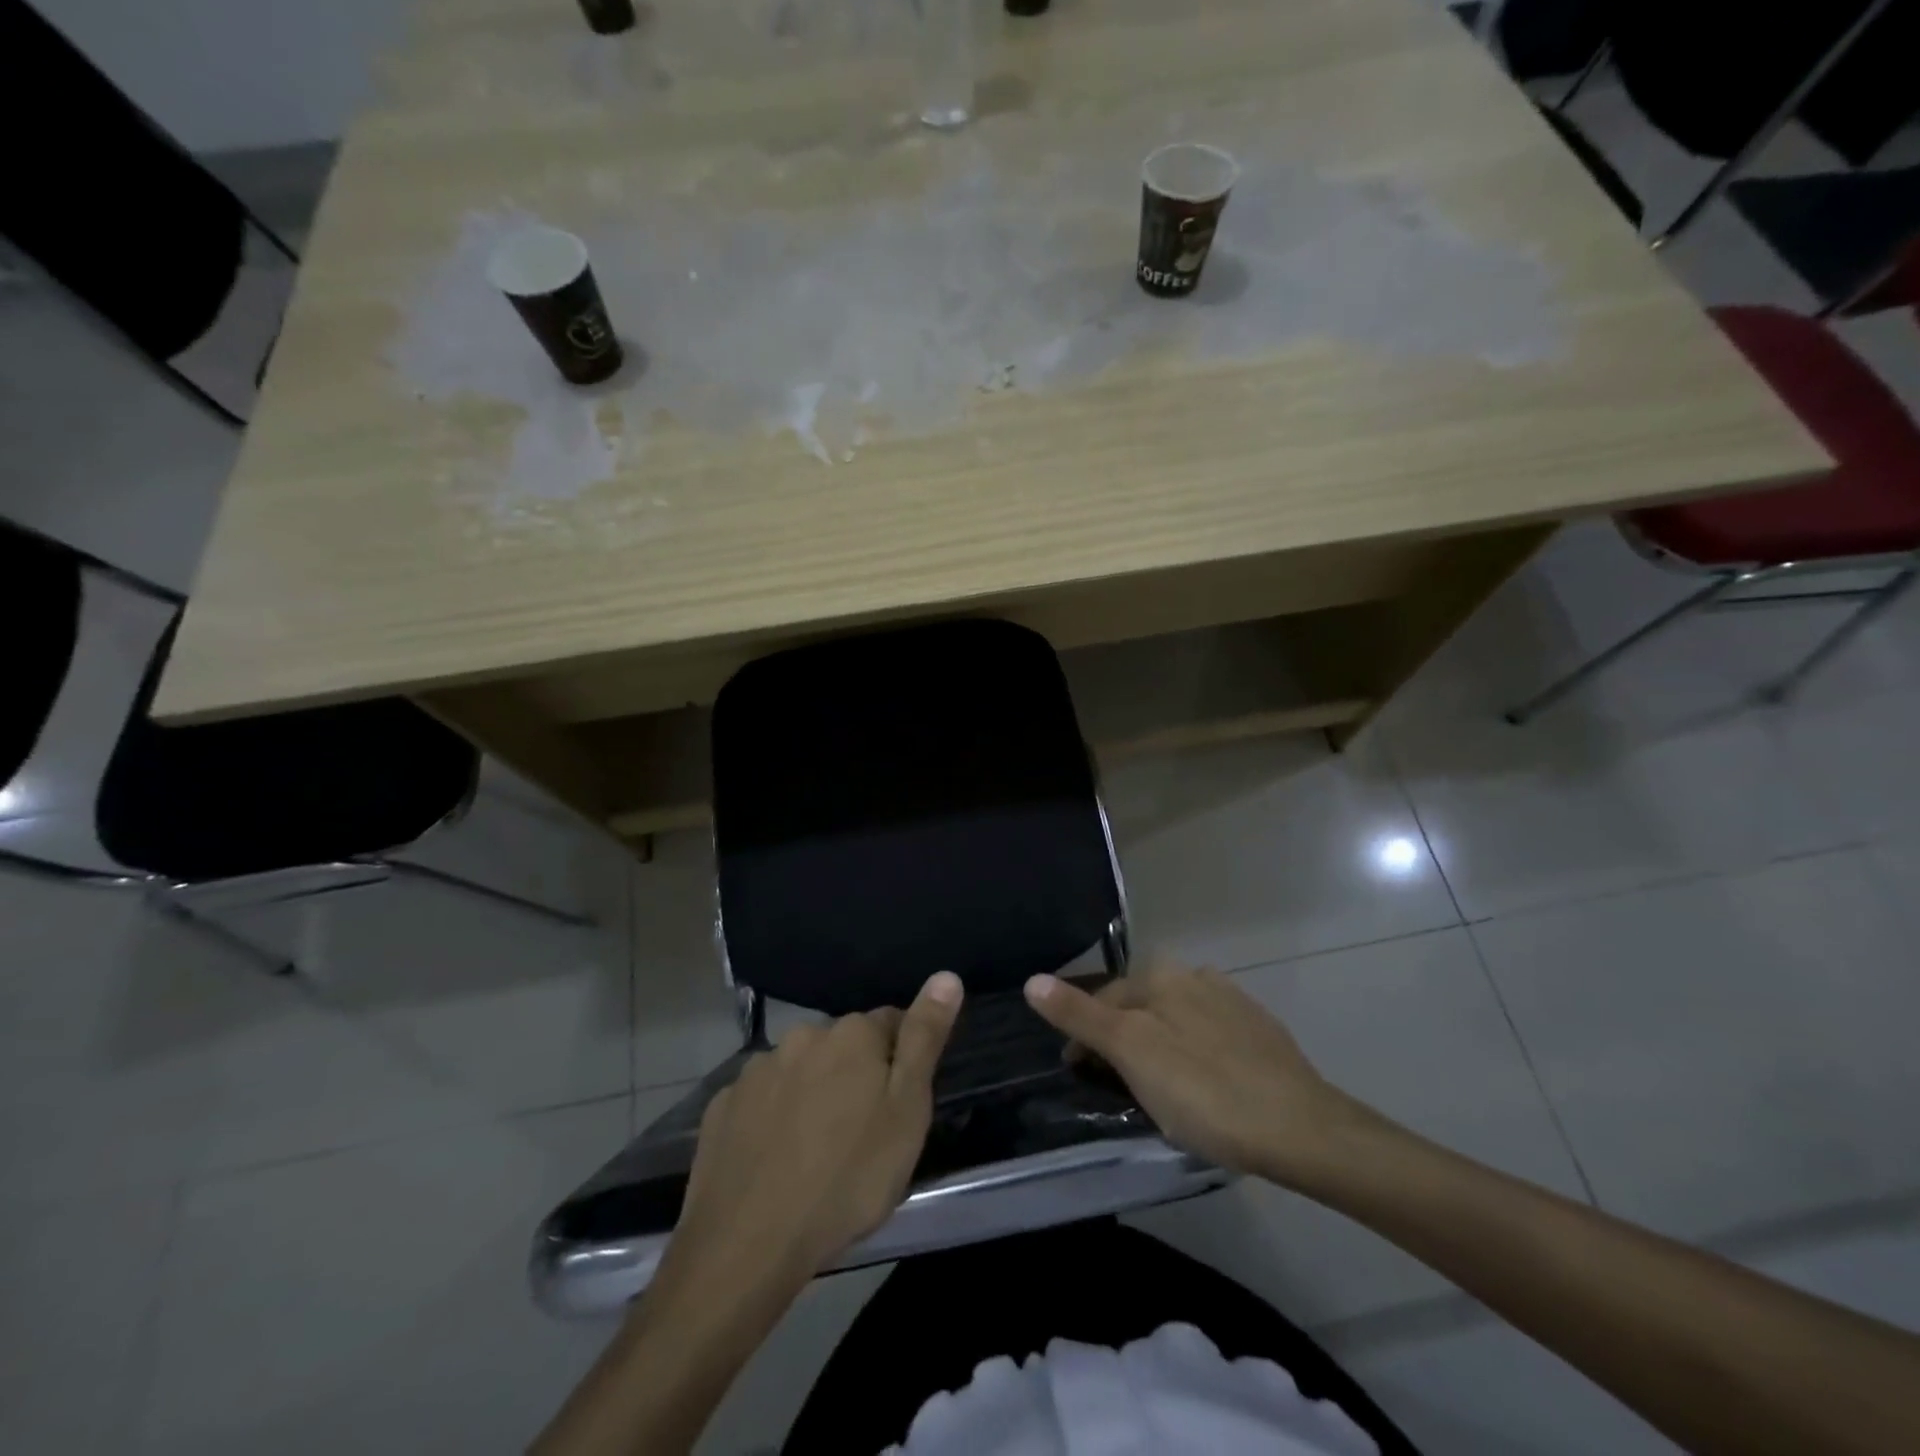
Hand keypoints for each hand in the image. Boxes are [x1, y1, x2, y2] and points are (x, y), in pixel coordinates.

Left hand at [666, 971, 963, 1288]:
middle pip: (843, 1045)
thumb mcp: (906, 1111)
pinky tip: (776, 1156)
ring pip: (800, 1069)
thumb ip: (924, 1038)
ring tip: (817, 1149)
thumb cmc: (848, 1178)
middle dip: (855, 1074)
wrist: (749, 1244)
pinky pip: (761, 1099)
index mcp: (852, 1033)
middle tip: (862, 1132)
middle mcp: (802, 1036)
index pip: (890, 1023)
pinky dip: (773, 1116)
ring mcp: (757, 1069)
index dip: (900, 1060)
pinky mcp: (723, 1105)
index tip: (900, 1103)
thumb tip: (946, 976)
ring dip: (813, 1092)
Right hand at [1025, 961, 1373, 1187]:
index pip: (1103, 1000)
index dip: (1084, 1038)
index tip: (1079, 1076)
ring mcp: (1233, 1002)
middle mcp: (1195, 976)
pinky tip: (1203, 1086)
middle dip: (1122, 1039)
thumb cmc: (1205, 1091)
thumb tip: (1032, 979)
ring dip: (1158, 1045)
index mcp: (1161, 976)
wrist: (1303, 1129)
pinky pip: (1208, 1036)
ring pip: (1174, 1020)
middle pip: (1140, 1007)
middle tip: (1118, 1087)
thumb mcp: (1132, 1053)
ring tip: (1159, 1091)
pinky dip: (1193, 1055)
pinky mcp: (1260, 1032)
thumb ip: (1081, 1016)